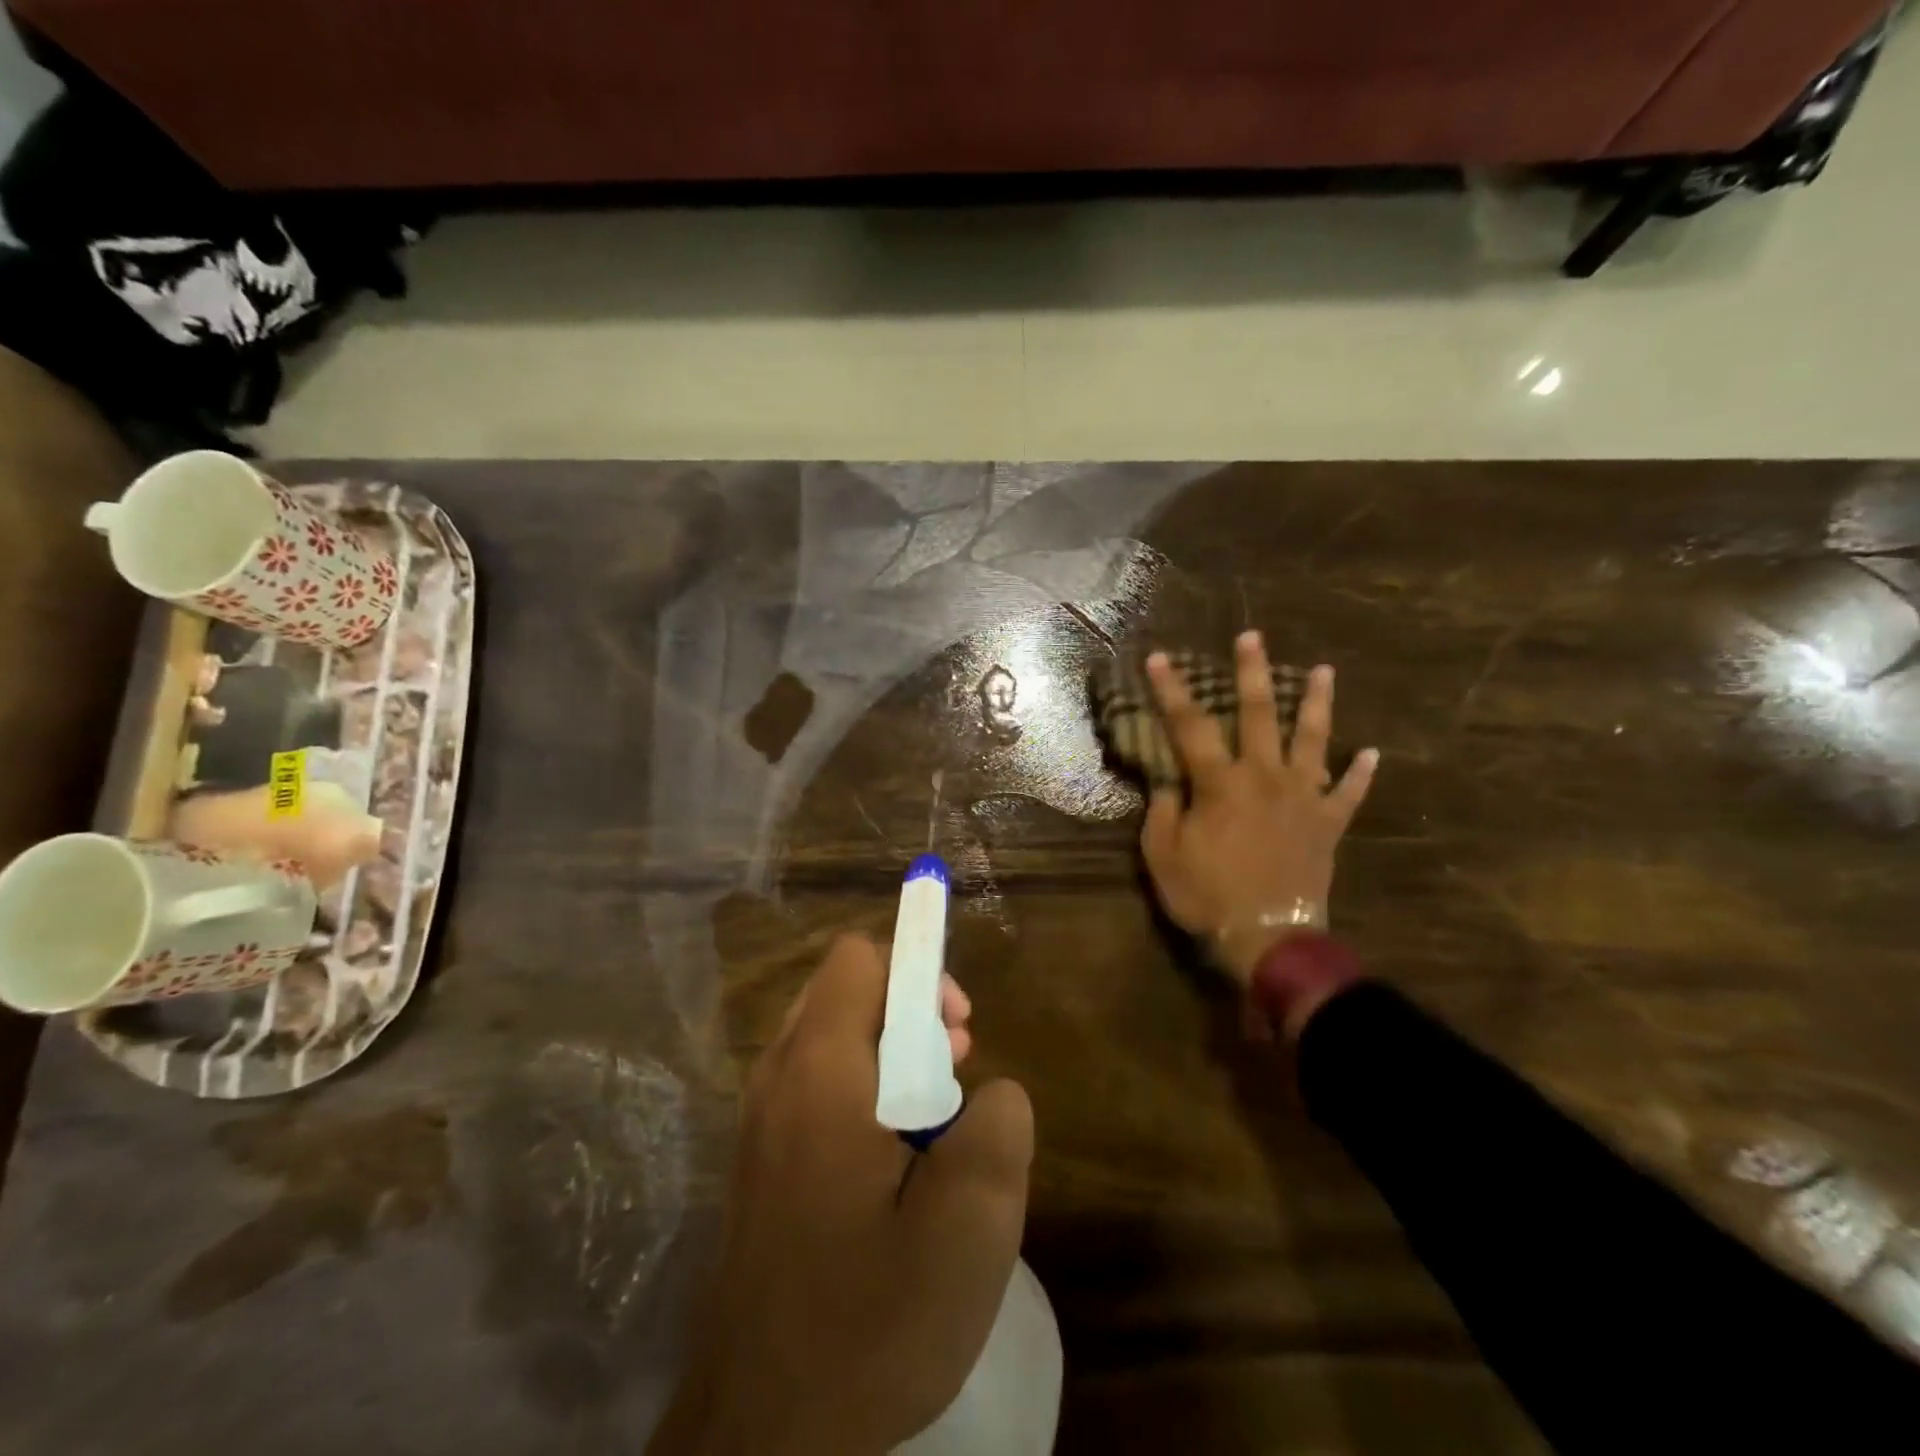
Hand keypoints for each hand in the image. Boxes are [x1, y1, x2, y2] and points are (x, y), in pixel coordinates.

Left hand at [649, 936, 1033, 1455]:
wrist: (760, 1434)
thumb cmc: (868, 1322)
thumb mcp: (969, 1227)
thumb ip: (999, 1129)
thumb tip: (991, 1092)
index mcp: (821, 1071)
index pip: (860, 959)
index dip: (919, 972)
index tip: (960, 1030)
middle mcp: (780, 1076)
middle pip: (848, 992)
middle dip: (912, 1014)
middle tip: (955, 1077)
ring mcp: (762, 1118)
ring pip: (836, 1039)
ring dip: (893, 1058)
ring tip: (934, 1126)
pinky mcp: (762, 1158)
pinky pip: (819, 1085)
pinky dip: (865, 1094)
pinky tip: (895, 1166)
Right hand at [1140, 632, 1377, 984]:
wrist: (1269, 938)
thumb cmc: (1208, 896)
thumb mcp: (1163, 855)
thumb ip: (1162, 811)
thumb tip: (1167, 781)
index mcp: (1220, 783)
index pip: (1190, 725)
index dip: (1172, 690)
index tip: (1161, 657)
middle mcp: (1265, 777)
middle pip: (1259, 715)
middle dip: (1254, 673)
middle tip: (1254, 637)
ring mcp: (1303, 798)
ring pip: (1314, 740)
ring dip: (1317, 704)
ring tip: (1325, 671)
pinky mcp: (1328, 823)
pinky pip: (1349, 793)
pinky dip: (1361, 774)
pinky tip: (1371, 754)